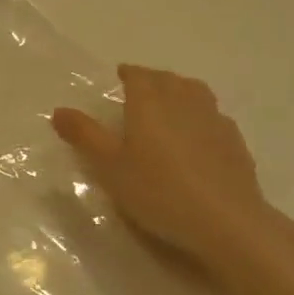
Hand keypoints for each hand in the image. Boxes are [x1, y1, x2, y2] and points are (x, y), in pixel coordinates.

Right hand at [51, 65, 279, 268]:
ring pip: (195, 93)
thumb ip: (84, 135)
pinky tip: (198, 135)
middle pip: (168, 80)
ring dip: (180, 92)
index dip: (128, 73)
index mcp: (150, 102)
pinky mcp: (235, 142)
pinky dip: (201, 116)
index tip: (120, 76)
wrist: (225, 221)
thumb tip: (59, 110)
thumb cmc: (158, 190)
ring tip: (170, 105)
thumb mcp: (109, 166)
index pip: (138, 75)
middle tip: (140, 91)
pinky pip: (214, 117)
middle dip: (153, 80)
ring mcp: (214, 120)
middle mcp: (183, 101)